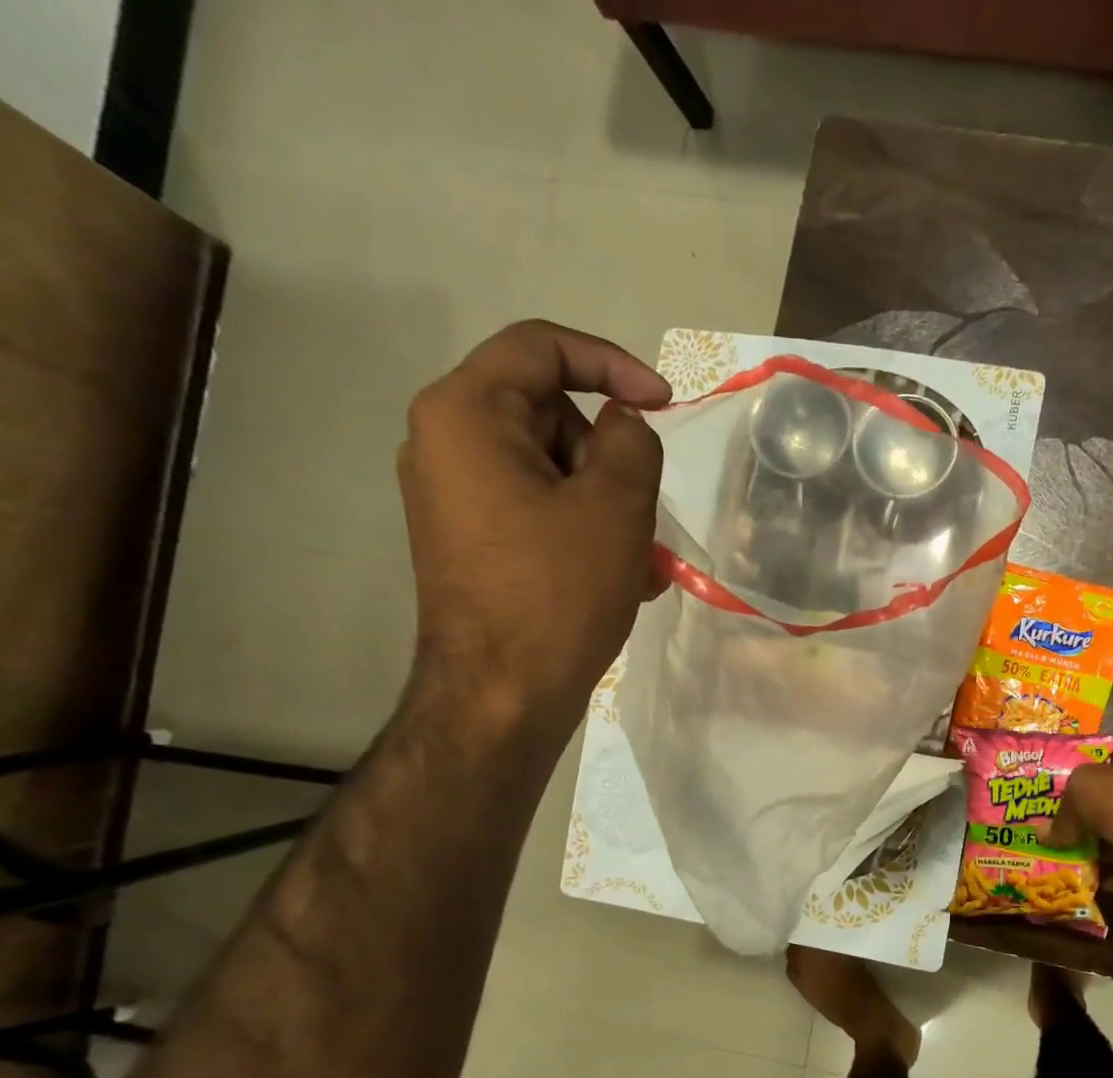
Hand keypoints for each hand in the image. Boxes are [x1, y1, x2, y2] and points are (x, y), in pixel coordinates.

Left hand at [397, 320, 670, 738]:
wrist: (502, 695)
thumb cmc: (558, 592)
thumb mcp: (616, 506)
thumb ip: (632, 442)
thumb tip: (624, 426)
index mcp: (465, 414)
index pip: (542, 348)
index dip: (613, 364)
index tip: (667, 404)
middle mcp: (445, 443)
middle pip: (548, 413)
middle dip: (609, 456)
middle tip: (644, 511)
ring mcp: (455, 496)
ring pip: (551, 468)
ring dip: (606, 502)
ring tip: (640, 561)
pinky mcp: (472, 539)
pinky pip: (538, 509)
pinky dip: (583, 528)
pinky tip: (619, 576)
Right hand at [1049, 747, 1112, 975]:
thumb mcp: (1083, 790)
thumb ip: (1062, 810)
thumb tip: (1044, 834)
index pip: (1102, 756)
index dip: (1076, 765)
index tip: (1049, 783)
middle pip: (1105, 800)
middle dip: (1078, 813)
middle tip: (1042, 825)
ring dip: (1089, 847)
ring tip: (1052, 855)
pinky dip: (1104, 876)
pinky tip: (1076, 880)